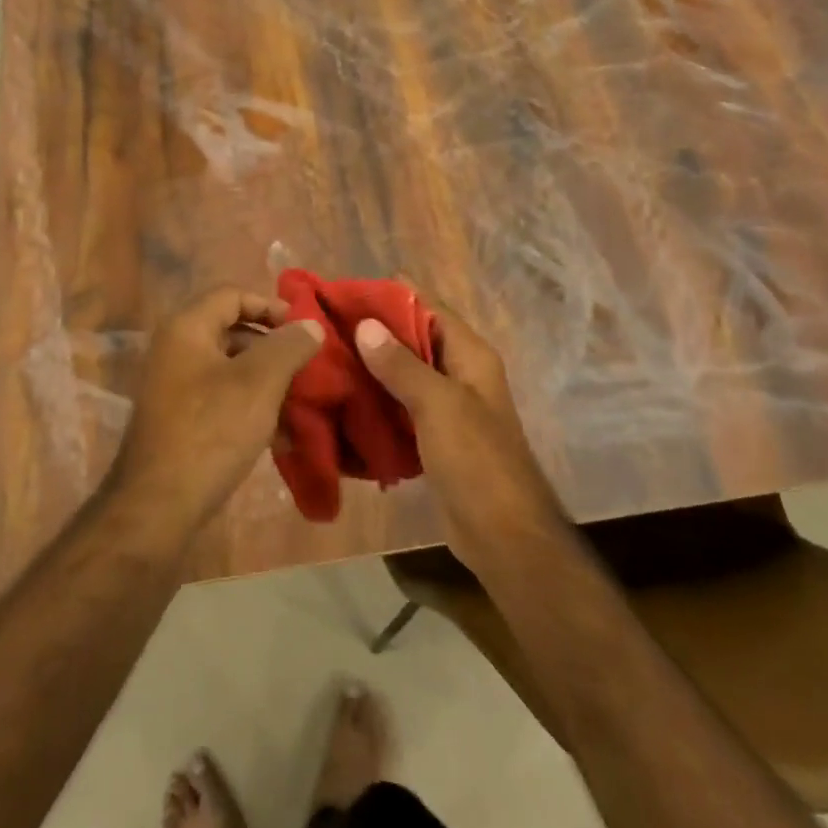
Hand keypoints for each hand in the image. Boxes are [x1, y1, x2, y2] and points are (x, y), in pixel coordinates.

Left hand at [109, 288, 323, 530]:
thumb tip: (310, 325)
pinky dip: (251, 409)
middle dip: (274, 348)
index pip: (232, 295)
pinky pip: (222, 400)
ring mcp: (174, 388)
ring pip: (231, 370)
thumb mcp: (259, 383)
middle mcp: (176, 350)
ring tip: (300, 405)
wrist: (157, 506)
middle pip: (232, 331)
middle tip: (306, 367)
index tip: (302, 330)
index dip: (270, 306)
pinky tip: (280, 438)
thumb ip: (289, 346)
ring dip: (267, 383)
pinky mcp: (180, 421)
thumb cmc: (211, 431)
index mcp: (187, 329)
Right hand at [354, 282, 562, 567]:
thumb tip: (366, 324)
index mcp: (470, 355)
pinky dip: (376, 400)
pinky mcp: (433, 436)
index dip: (390, 296)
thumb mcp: (438, 405)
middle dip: (373, 333)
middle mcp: (460, 373)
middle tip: (325, 328)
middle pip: (413, 339)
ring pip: (403, 374)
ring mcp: (447, 406)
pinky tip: (343, 400)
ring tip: (326, 359)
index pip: (429, 307)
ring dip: (371, 368)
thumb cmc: (476, 460)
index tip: (345, 293)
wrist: (502, 534)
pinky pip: (400, 406)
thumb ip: (402, 365)